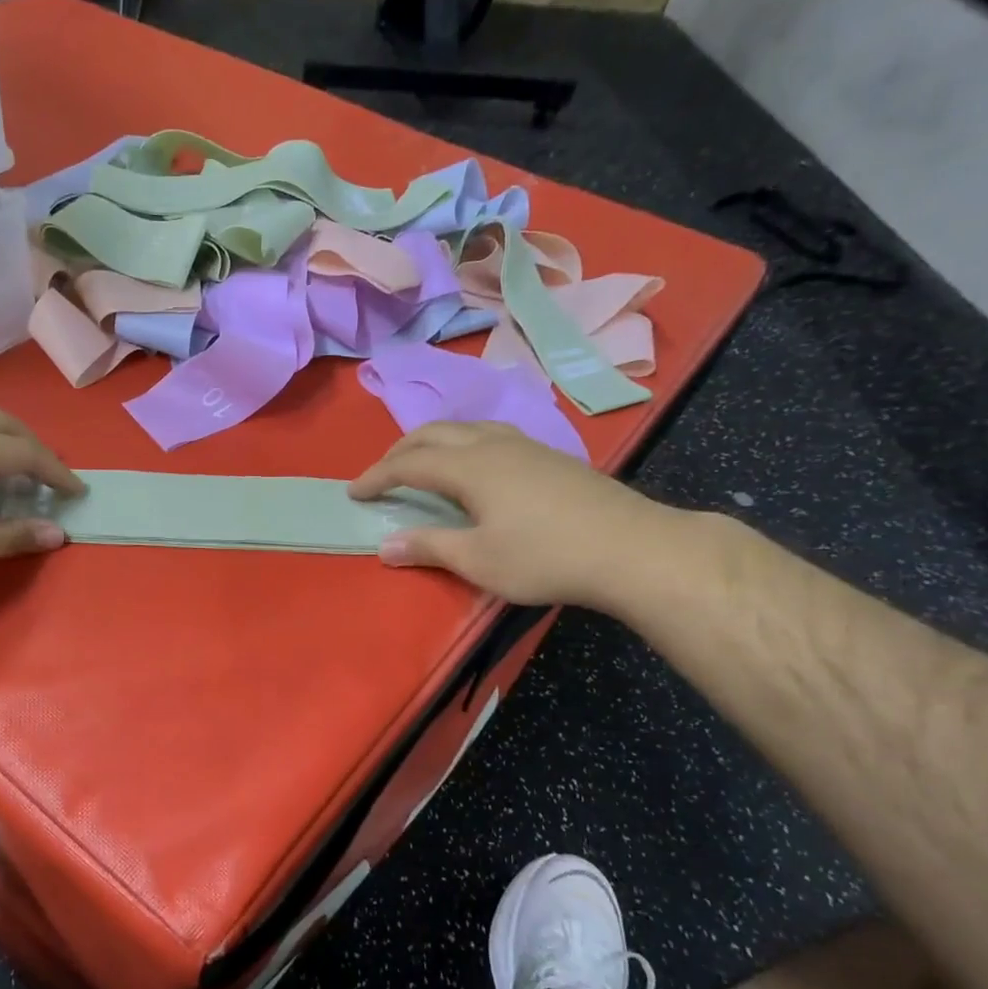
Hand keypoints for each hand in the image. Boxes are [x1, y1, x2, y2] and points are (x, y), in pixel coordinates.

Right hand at [348, 421, 673, 607]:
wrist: (633, 548)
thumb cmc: (546, 557)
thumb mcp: (478, 560)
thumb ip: (428, 548)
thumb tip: (385, 545)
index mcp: (470, 467)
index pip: (409, 464)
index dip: (377, 477)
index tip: (354, 493)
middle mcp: (493, 444)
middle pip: (434, 433)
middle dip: (400, 451)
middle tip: (381, 476)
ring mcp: (526, 446)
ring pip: (466, 428)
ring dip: (433, 442)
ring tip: (421, 464)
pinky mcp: (550, 456)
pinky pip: (490, 435)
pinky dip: (463, 444)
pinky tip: (474, 467)